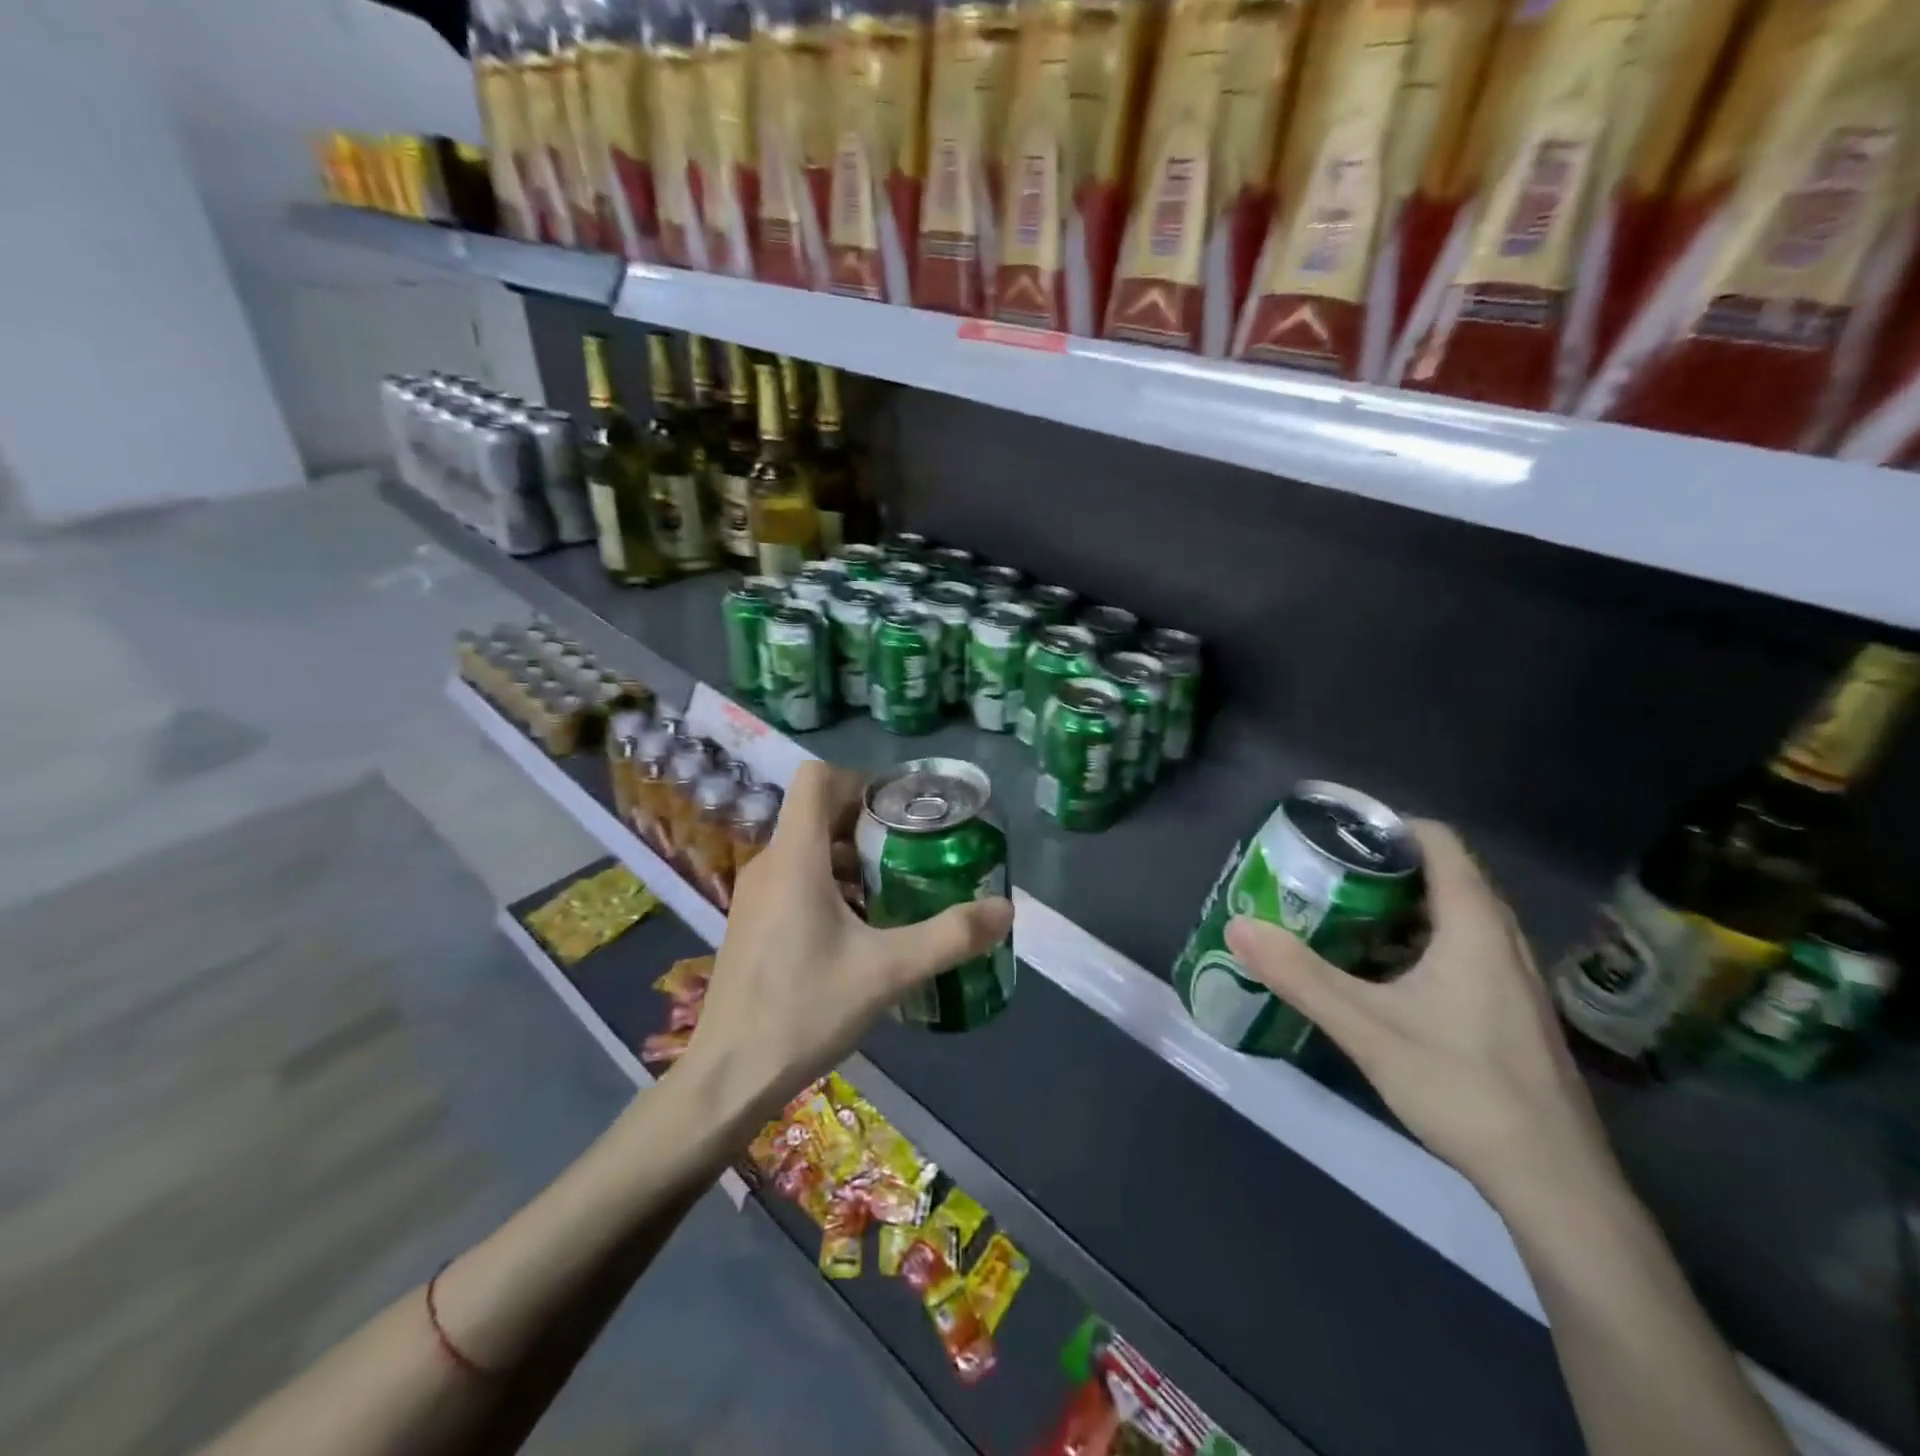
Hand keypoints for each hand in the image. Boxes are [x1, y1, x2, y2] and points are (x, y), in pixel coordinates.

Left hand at [682, 761, 1013, 1125]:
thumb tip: (1006, 909)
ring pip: (806, 849)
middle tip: (911, 852)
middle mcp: (769, 864)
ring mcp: (754, 895)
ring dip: (850, 858)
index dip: (860, 781)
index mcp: (795, 857)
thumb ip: (950, 936)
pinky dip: (829, 884)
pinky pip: (794, 879)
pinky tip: (858, 930)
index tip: (900, 812)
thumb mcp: (888, 972)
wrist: (728, 1076)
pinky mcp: (751, 922)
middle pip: (816, 813)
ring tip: (892, 892)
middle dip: (866, 824)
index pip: (817, 778)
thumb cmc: (804, 1010)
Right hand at [1226, 820, 1610, 1202]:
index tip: (1333, 833)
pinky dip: (1414, 943)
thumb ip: (1300, 975)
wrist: (1554, 1183)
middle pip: (1441, 875)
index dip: (1386, 826)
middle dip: (1379, 867)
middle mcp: (1500, 939)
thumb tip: (1238, 926)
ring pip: (1450, 916)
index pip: (1438, 841)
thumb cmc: (1463, 1089)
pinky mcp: (1509, 1009)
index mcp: (1475, 926)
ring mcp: (1511, 977)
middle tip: (1321, 874)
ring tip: (1338, 916)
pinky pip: (1459, 949)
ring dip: (1395, 908)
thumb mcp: (1367, 1028)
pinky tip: (1376, 975)